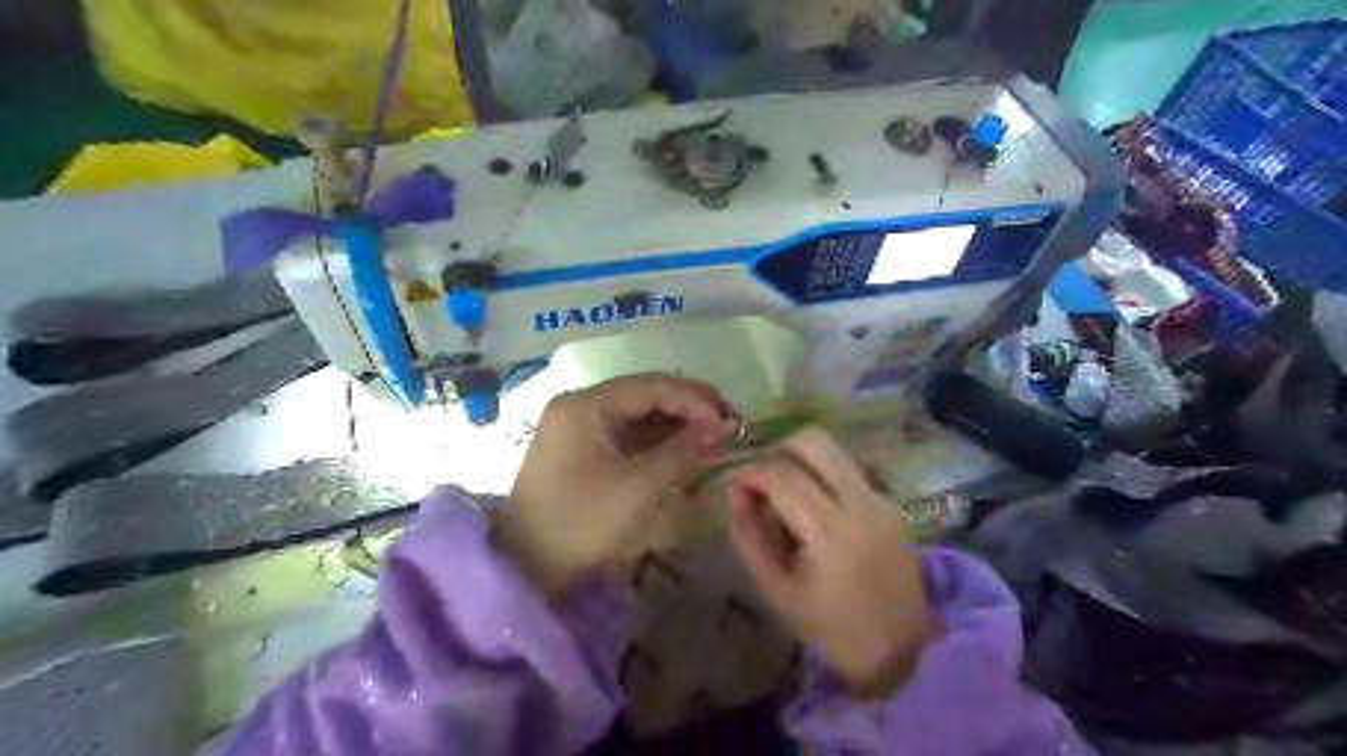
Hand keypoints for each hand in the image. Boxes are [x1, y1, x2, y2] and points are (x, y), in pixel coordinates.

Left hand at [493, 372, 731, 595]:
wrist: (526, 564)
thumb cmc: (580, 520)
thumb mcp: (636, 487)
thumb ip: (680, 452)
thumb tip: (717, 431)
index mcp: (586, 405)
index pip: (650, 387)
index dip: (693, 399)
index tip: (728, 420)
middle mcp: (581, 406)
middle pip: (643, 395)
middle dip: (687, 407)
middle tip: (726, 421)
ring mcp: (579, 427)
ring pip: (637, 414)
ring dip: (674, 423)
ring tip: (711, 435)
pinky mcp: (583, 449)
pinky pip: (627, 434)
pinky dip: (656, 440)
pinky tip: (682, 448)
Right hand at [727, 429, 939, 700]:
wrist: (901, 650)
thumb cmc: (830, 628)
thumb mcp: (776, 589)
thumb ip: (749, 536)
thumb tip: (736, 493)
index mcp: (829, 532)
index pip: (782, 476)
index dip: (750, 471)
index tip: (734, 483)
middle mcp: (860, 503)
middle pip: (813, 442)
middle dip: (777, 449)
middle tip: (760, 476)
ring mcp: (881, 498)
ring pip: (834, 449)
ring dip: (800, 457)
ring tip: (784, 488)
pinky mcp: (891, 502)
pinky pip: (848, 469)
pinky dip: (822, 474)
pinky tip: (814, 506)